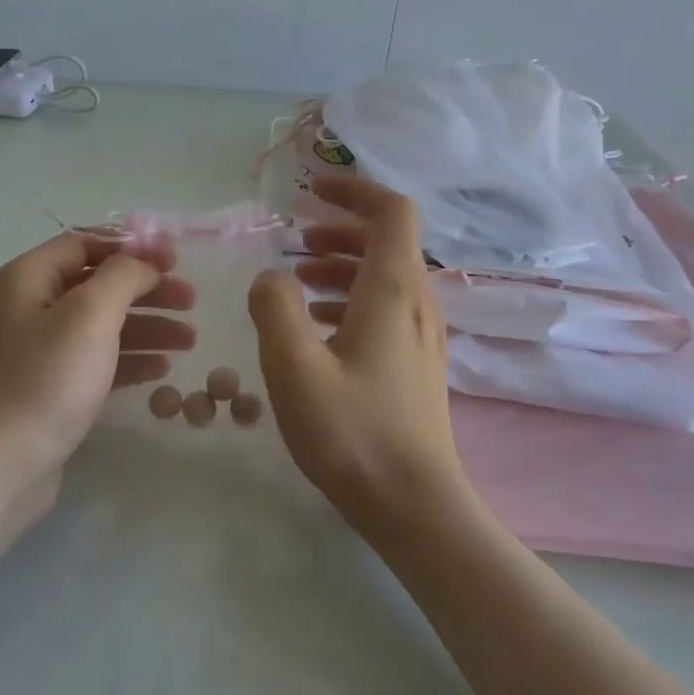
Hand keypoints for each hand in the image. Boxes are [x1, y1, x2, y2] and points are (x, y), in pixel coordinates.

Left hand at [0, 230, 195, 527]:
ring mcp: (39, 351)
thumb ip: (123, 276)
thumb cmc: (46, 379)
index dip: (132, 246)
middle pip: (98, 284)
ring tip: (190, 340)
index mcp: (28, 278)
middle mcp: (30, 307)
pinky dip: (130, 358)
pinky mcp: (51, 388)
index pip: (84, 243)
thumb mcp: (90, 314)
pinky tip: (162, 368)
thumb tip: (142, 263)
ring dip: (147, 326)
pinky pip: (97, 360)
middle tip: (192, 300)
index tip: (175, 259)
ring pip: (102, 325)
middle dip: (147, 289)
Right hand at [248, 177, 467, 538]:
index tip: (314, 190)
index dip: (355, 189)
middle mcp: (417, 303)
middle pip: (387, 242)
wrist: (414, 505)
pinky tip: (316, 328)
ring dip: (342, 266)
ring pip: (384, 277)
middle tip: (296, 239)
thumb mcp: (294, 366)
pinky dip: (350, 299)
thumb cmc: (352, 432)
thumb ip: (275, 308)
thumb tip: (271, 276)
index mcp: (393, 290)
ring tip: (297, 281)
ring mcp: (422, 336)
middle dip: (340, 230)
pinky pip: (385, 310)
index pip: (391, 211)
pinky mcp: (416, 364)